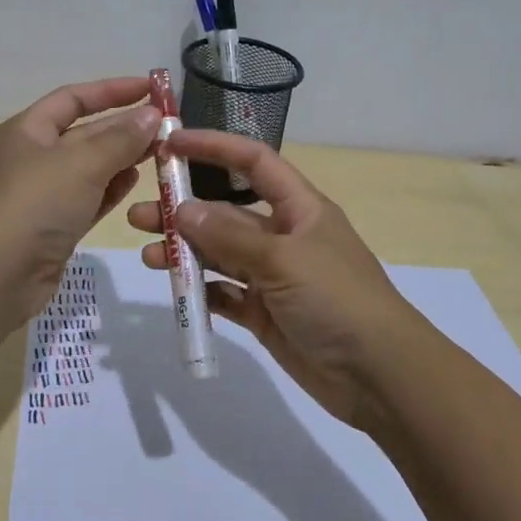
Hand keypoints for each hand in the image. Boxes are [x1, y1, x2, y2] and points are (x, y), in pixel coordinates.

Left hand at [0, 77, 160, 305]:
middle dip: (124, 127)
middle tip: (167, 127)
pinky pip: (88, 198)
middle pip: (84, 132)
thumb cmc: (36, 203)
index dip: (112, 90)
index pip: (73, 98)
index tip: (151, 89)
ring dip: (122, 157)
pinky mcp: (53, 227)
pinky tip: (136, 182)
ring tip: (160, 152)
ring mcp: (42, 194)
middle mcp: (32, 157)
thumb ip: (121, 138)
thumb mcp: (82, 162)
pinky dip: (110, 188)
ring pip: (89, 167)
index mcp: (27, 130)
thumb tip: (152, 115)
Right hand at [127, 130, 428, 430]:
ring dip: (186, 251)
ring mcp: (273, 277)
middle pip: (226, 212)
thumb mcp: (283, 260)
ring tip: (149, 255)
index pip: (253, 162)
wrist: (380, 376)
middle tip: (140, 215)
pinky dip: (201, 292)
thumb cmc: (338, 299)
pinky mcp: (265, 313)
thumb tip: (183, 210)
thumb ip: (230, 236)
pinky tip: (177, 292)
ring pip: (220, 254)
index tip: (171, 144)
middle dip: (185, 209)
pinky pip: (225, 294)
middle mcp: (284, 236)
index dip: (213, 147)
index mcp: (299, 208)